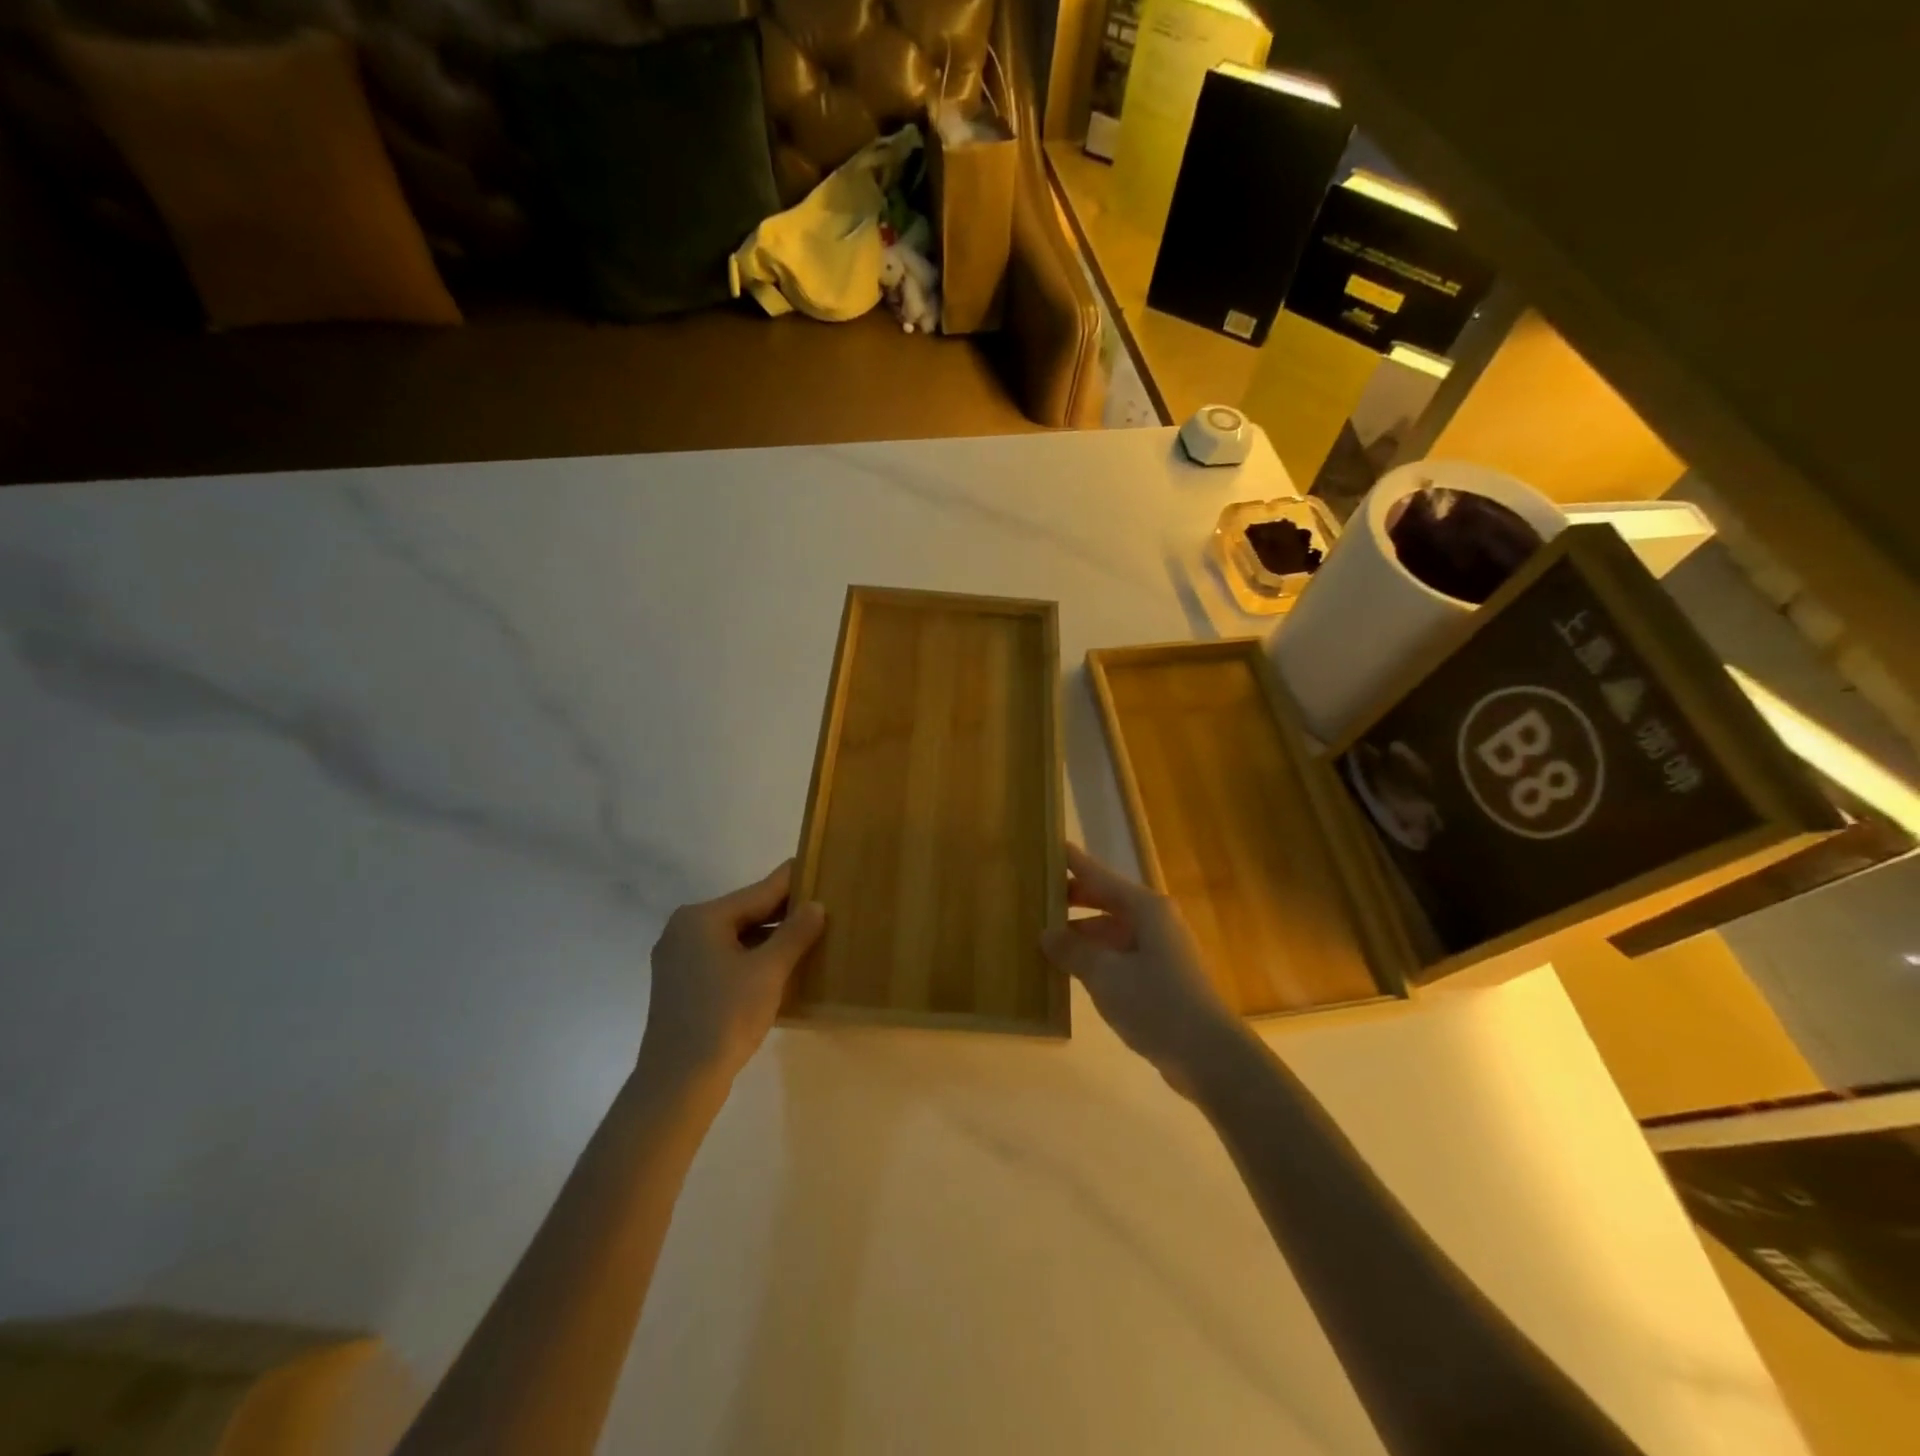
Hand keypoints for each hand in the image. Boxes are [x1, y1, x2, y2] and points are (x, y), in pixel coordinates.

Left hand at [640, 860, 825, 1086]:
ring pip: (735, 937)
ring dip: (770, 939)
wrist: (678, 1081)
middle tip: (823, 908)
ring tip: (809, 938)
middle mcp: (685, 929)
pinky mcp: (681, 984)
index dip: (792, 882)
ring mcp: (679, 958)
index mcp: (702, 918)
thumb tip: (816, 905)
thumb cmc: (725, 1016)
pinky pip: (724, 958)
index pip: (758, 891)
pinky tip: (780, 967)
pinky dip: (751, 958)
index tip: (818, 867)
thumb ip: (795, 933)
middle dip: (783, 914)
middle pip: (745, 913)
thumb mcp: (769, 971)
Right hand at [1040, 844, 1245, 1086]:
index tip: (1049, 846)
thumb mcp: (1105, 975)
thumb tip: (1046, 933)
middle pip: (1106, 901)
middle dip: (1072, 900)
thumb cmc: (1156, 1003)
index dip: (1073, 863)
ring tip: (1043, 936)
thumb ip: (1073, 951)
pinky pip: (1118, 956)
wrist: (1209, 1056)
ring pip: (1111, 931)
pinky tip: (1071, 970)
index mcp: (1145, 909)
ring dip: (1081, 934)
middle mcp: (1154, 921)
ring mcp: (1159, 950)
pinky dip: (1095, 957)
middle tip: (1035, 896)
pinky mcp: (1160, 978)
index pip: (1099, 876)